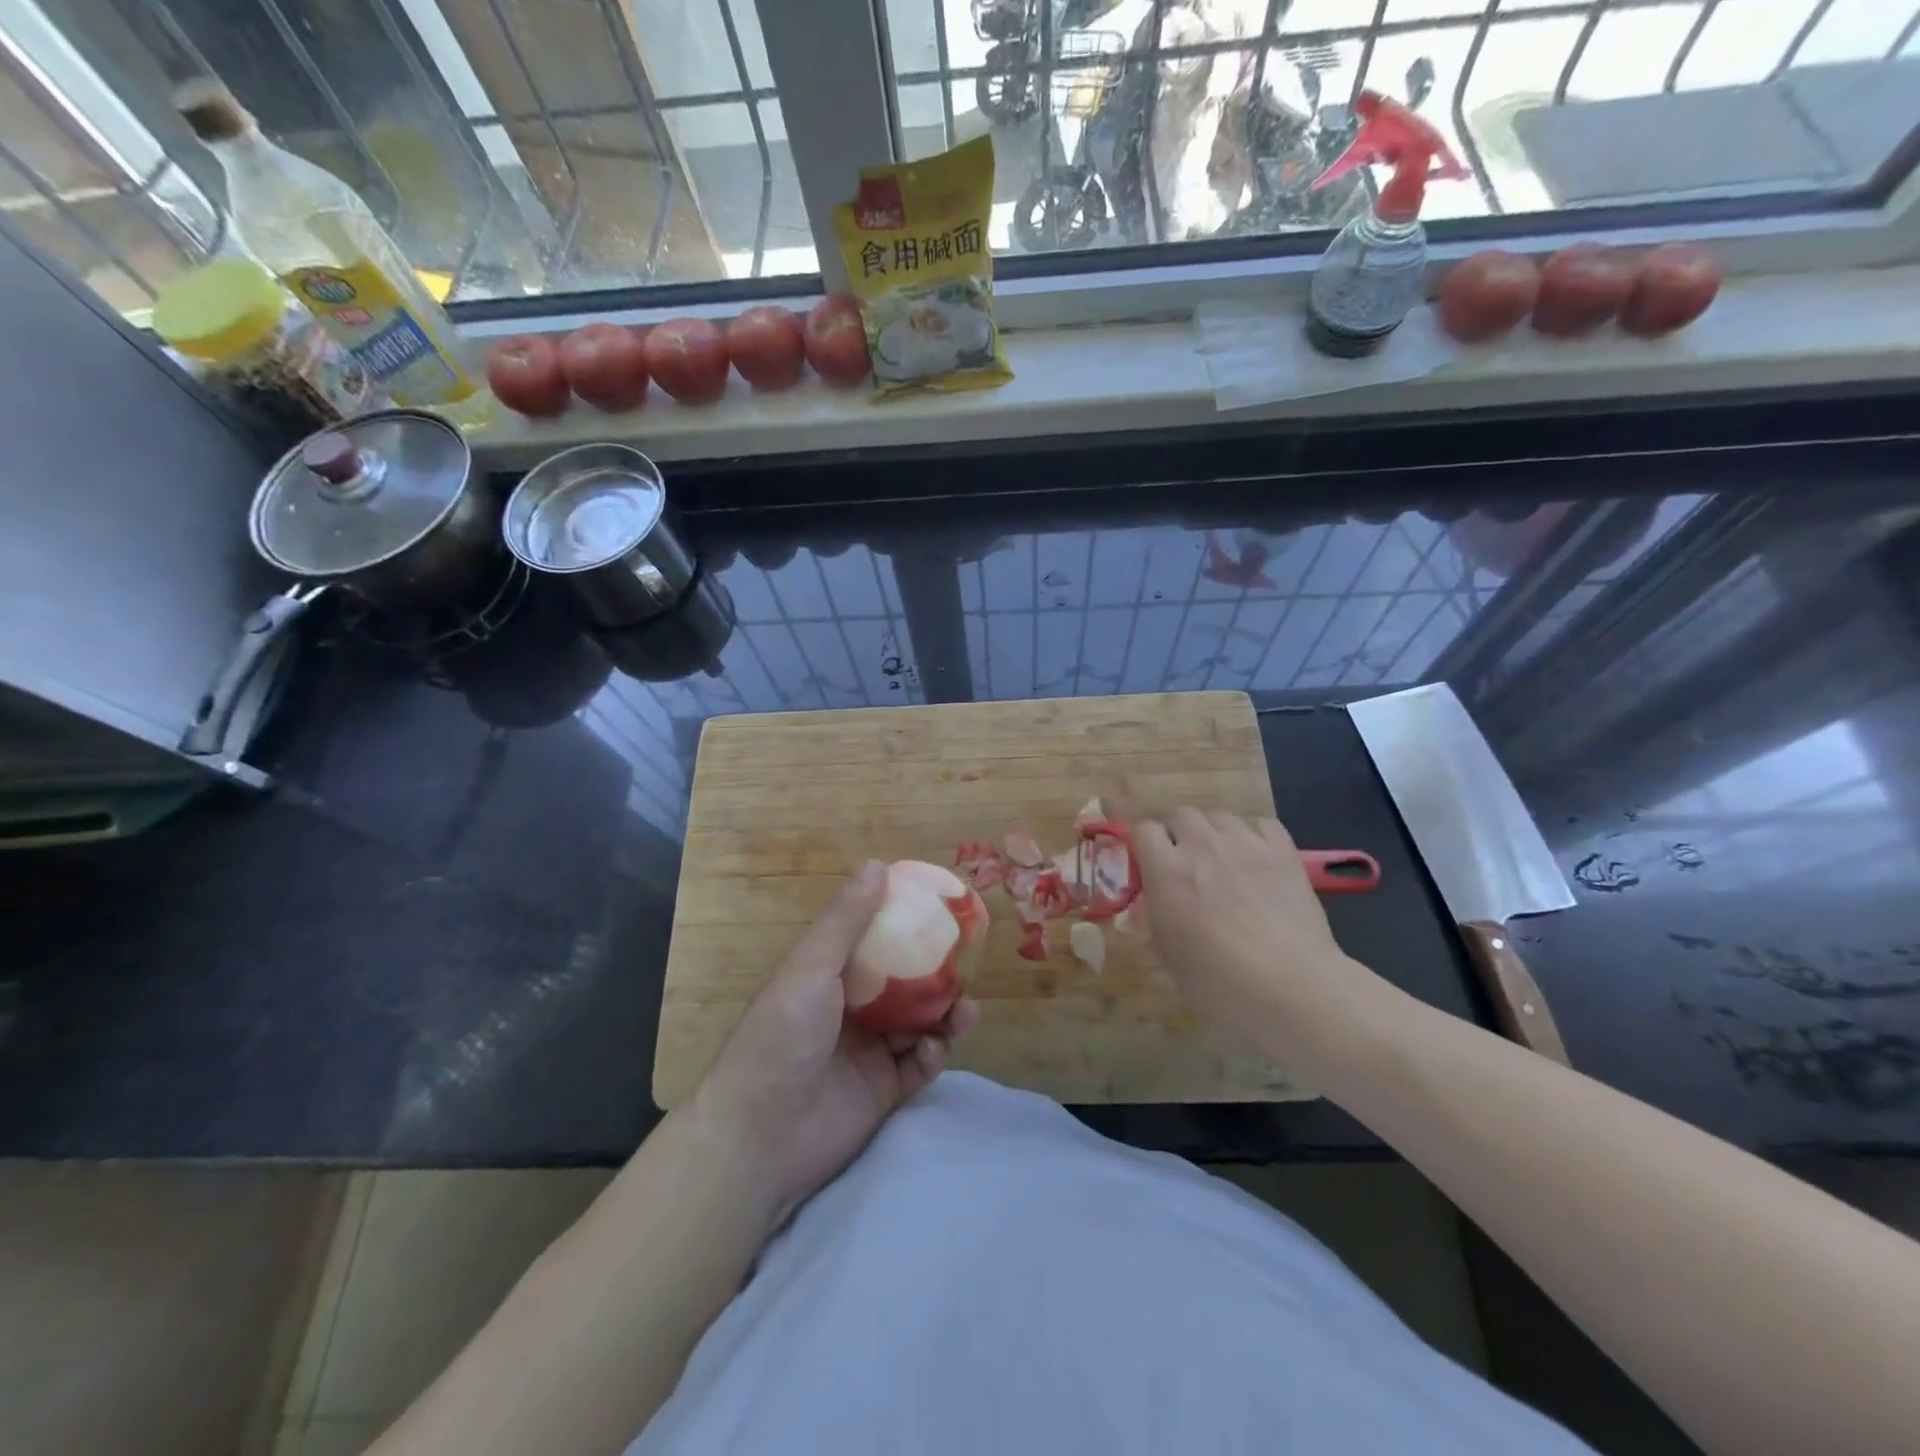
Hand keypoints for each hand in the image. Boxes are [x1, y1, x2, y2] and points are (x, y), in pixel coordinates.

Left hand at [693, 861, 976, 1222]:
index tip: (941, 910)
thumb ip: (847, 920)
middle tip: (967, 963)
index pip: (874, 942)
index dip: (906, 925)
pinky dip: (932, 1055)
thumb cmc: (782, 1035)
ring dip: (944, 1014)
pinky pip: (919, 1066)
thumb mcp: (812, 967)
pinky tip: (934, 1049)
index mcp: (829, 977)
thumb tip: (877, 864)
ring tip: (966, 1008)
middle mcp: (850, 1011)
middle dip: (937, 973)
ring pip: (919, 1024)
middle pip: (905, 984)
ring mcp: (868, 1052)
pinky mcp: (883, 1093)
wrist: (760, 1136)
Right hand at [1135, 808, 1388, 1077]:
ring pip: (1221, 816)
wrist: (1289, 987)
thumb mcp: (1168, 953)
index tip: (1150, 863)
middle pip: (1182, 814)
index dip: (1146, 843)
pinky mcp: (1283, 852)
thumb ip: (1158, 913)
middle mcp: (1202, 846)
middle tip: (1187, 863)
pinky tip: (1257, 858)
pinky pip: (1262, 824)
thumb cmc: (1218, 983)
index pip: (1144, 829)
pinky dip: (1254, 835)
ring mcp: (1245, 845)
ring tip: (1224, 860)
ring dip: (1215, 833)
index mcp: (1167, 871)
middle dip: (1180, 833)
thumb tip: (1160, 897)